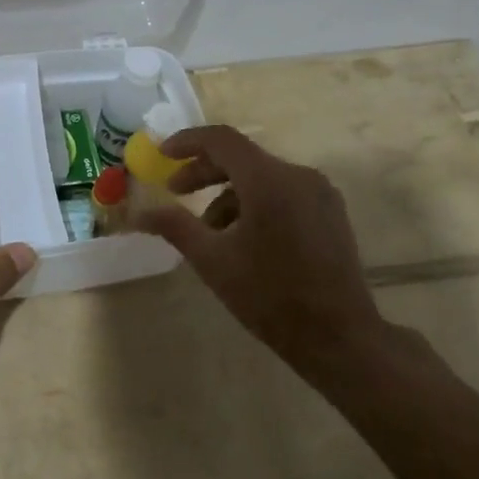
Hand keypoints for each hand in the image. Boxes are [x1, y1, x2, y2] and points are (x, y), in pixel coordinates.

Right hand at [133, 125, 389, 378]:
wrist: (340, 338)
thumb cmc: (271, 297)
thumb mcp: (213, 261)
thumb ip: (175, 227)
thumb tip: (138, 213)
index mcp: (269, 181)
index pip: (221, 140)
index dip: (187, 142)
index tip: (162, 153)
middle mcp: (298, 175)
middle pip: (242, 157)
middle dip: (204, 171)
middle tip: (175, 191)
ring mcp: (319, 192)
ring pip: (262, 177)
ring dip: (229, 194)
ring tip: (209, 231)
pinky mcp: (330, 211)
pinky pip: (283, 192)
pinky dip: (255, 203)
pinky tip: (243, 238)